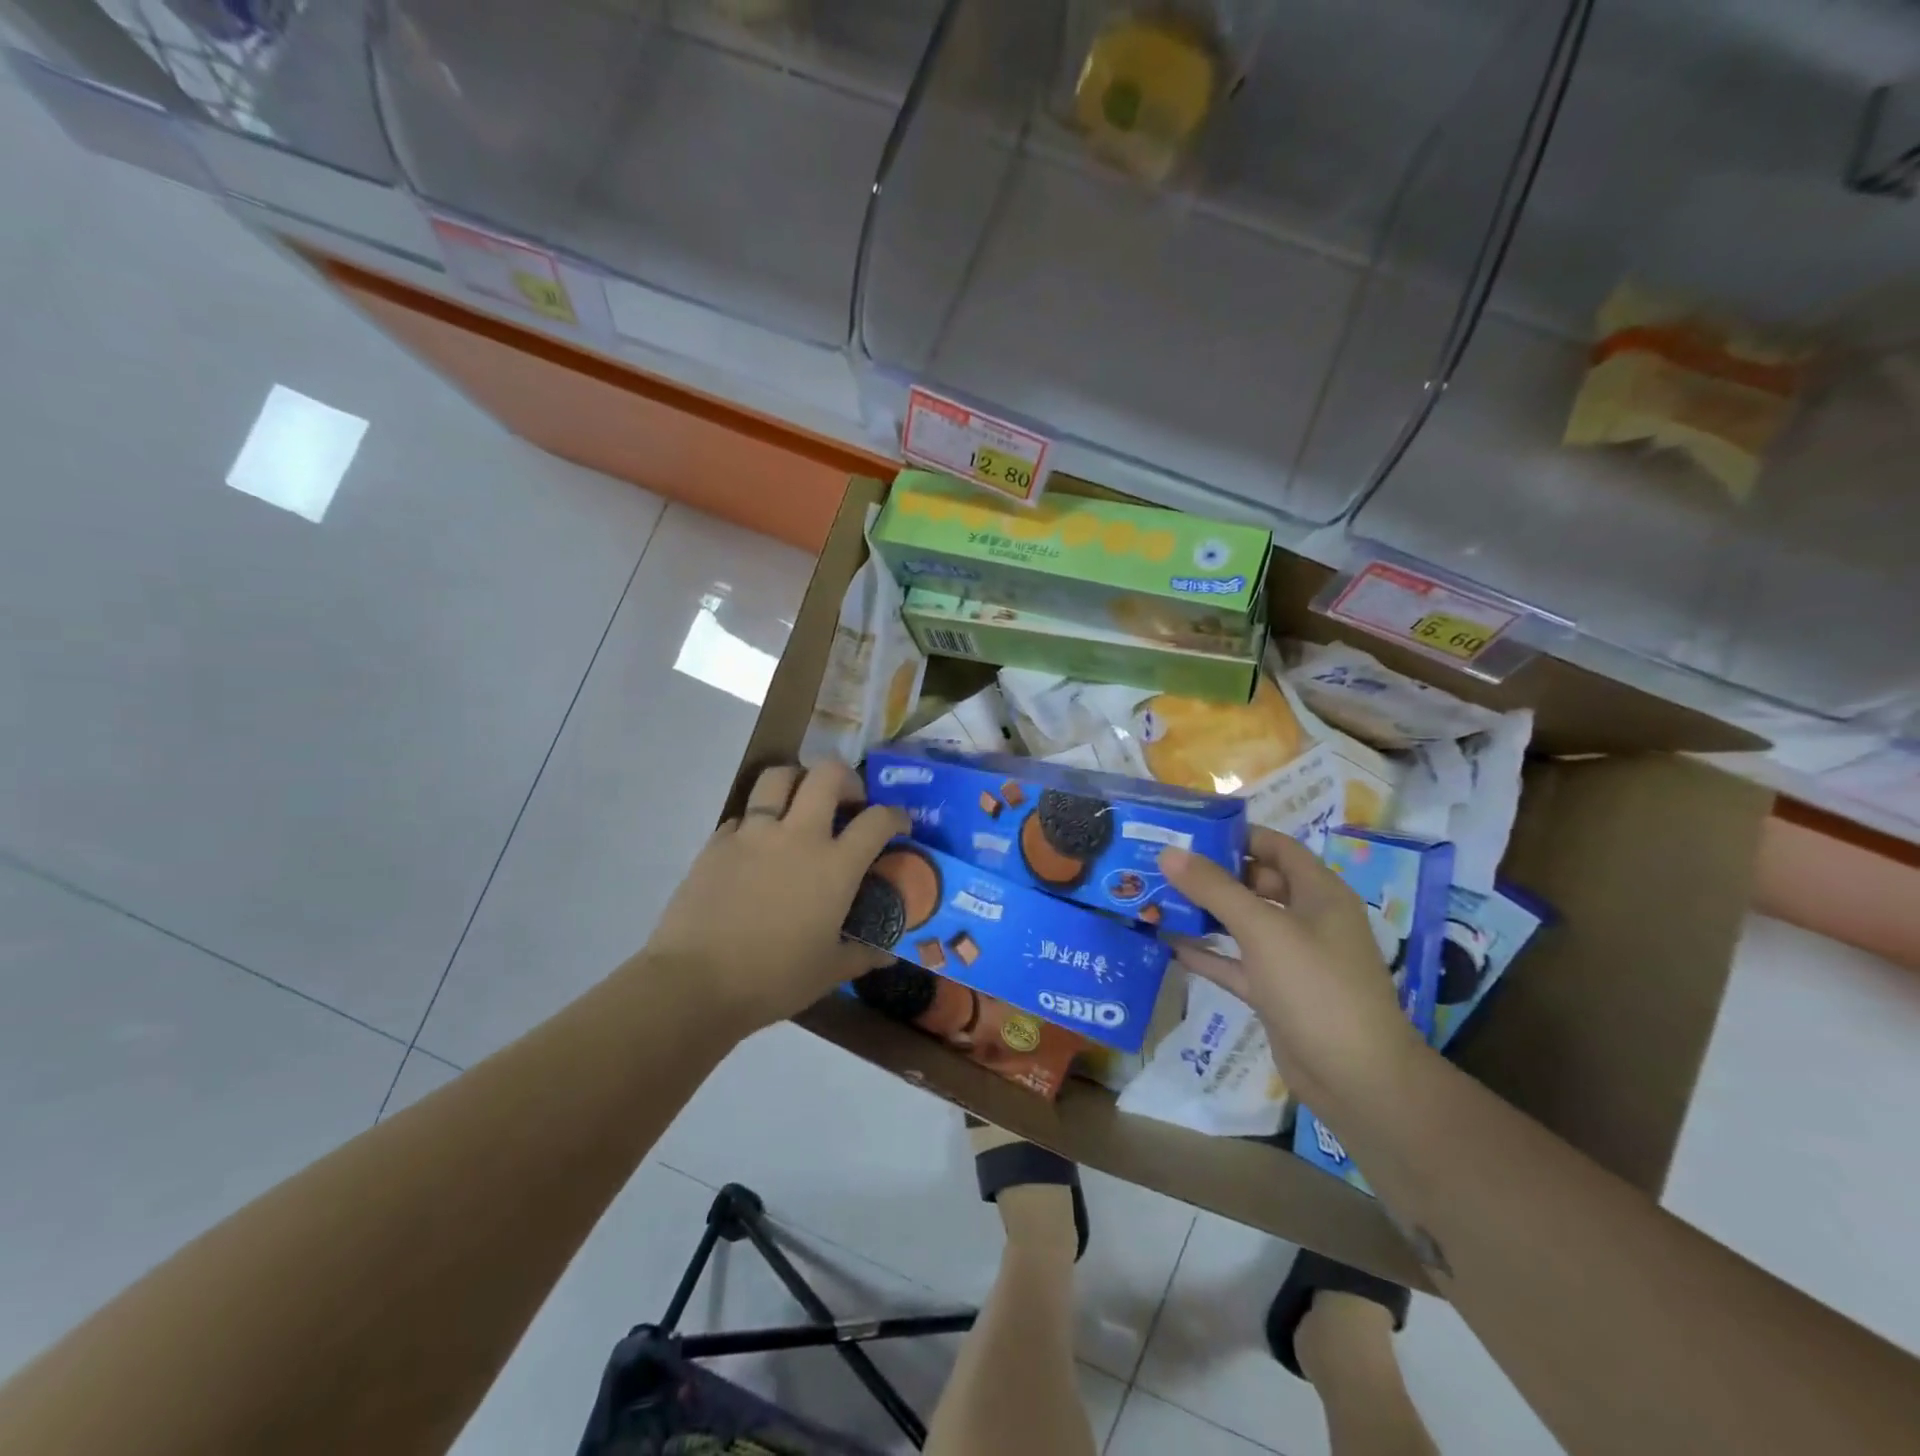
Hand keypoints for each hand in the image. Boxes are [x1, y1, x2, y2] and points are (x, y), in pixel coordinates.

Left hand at [642, 761, 907, 1032]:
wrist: (696, 983)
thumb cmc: (774, 979)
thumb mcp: (829, 972)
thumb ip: (862, 955)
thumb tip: (888, 955)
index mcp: (835, 866)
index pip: (877, 820)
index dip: (895, 815)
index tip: (899, 824)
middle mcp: (798, 836)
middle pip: (827, 774)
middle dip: (845, 778)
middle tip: (847, 800)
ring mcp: (754, 834)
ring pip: (778, 777)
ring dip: (796, 781)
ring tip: (799, 803)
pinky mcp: (717, 842)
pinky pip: (742, 814)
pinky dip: (756, 820)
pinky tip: (756, 846)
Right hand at [1159, 829, 1428, 1111]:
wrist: (1356, 1078)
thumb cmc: (1315, 986)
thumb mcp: (1263, 929)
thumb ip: (1214, 888)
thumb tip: (1169, 851)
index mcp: (1318, 892)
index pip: (1276, 846)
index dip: (1237, 834)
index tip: (1189, 830)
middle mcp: (1307, 919)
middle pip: (1256, 882)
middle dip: (1212, 873)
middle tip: (1162, 863)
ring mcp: (1291, 958)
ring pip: (1243, 923)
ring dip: (1205, 912)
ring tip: (1157, 897)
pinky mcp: (1275, 992)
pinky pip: (1236, 962)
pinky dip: (1207, 953)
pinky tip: (1168, 944)